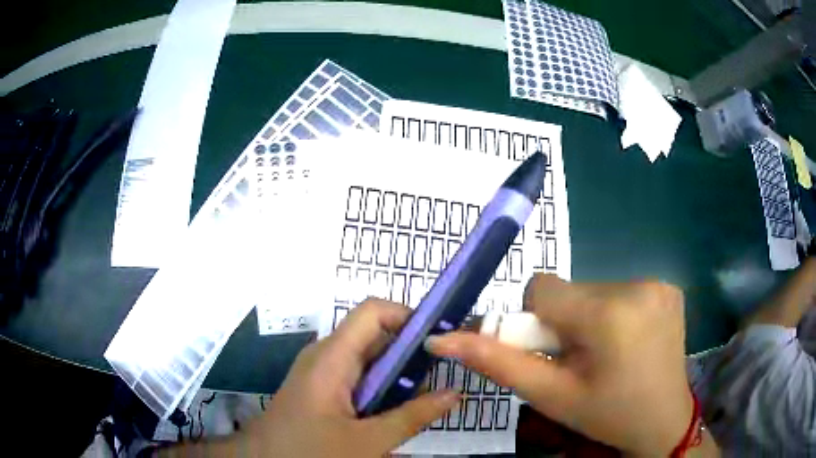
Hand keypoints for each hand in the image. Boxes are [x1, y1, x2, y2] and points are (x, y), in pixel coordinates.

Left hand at [239, 298, 458, 456]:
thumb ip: (412, 416)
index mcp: (332, 358)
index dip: (408, 317)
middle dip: (409, 351)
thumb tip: (454, 393)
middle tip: (439, 376)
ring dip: (396, 373)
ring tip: (423, 396)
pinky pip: (356, 376)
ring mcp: (321, 371)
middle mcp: (325, 355)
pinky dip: (380, 387)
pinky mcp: (320, 387)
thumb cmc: (310, 451)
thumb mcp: (367, 441)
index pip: (373, 312)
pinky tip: (393, 410)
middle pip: (373, 334)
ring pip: (367, 358)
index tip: (438, 342)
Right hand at [426, 274, 692, 455]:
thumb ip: (497, 364)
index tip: (551, 352)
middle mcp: (637, 286)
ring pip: (593, 290)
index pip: (542, 290)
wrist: (663, 420)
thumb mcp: (551, 395)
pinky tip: (627, 341)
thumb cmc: (606, 414)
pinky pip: (620, 290)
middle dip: (563, 323)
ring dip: (588, 319)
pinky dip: (613, 314)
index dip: (535, 322)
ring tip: (605, 354)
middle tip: (579, 360)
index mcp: (609, 315)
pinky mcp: (668, 285)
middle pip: (570, 291)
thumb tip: (440, 339)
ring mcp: (658, 283)